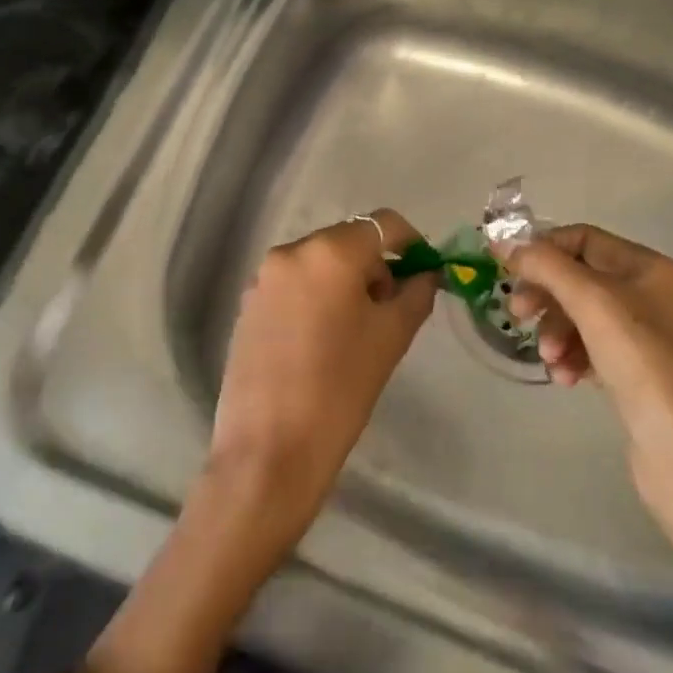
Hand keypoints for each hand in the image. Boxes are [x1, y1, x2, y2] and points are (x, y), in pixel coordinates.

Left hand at [207, 209, 438, 543]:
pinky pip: (293, 285)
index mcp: (330, 252)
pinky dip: (316, 297)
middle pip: (347, 241)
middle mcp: (290, 252)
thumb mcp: (391, 337)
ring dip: (345, 282)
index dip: (411, 242)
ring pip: (319, 263)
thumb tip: (424, 274)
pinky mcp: (248, 305)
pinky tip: (321, 341)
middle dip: (375, 266)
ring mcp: (263, 278)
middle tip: (389, 310)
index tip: (423, 272)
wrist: (270, 448)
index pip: (383, 224)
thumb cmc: (341, 389)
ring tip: (354, 331)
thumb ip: (415, 294)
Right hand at [500, 225, 672, 612]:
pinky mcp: (635, 372)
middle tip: (518, 316)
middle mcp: (649, 294)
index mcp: (647, 268)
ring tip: (551, 360)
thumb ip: (547, 267)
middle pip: (578, 278)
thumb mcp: (592, 303)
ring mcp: (644, 335)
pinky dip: (572, 357)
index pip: (583, 239)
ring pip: (580, 316)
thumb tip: (506, 245)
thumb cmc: (644, 364)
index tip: (505, 270)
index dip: (542, 249)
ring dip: (556, 331)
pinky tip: (567, 379)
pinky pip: (590, 348)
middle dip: (546, 295)